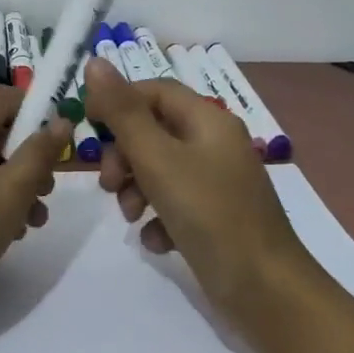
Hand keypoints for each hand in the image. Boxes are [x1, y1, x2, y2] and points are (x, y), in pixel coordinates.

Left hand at [0, 84, 72, 311]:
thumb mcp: (10, 195)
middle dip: (25, 158)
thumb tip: (60, 122)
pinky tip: (1, 232)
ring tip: (31, 223)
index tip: (56, 144)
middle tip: (46, 193)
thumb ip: (38, 154)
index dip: (34, 110)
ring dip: (9, 184)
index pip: (1, 96)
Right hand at [82, 57, 314, 326]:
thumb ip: (123, 113)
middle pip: (154, 132)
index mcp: (208, 121)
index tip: (87, 126)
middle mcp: (214, 145)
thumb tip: (95, 61)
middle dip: (124, 155)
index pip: (154, 91)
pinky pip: (174, 204)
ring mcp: (217, 183)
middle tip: (109, 184)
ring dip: (135, 189)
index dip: (118, 102)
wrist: (265, 291)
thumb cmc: (209, 215)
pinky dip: (157, 218)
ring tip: (131, 217)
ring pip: (159, 170)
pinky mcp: (215, 218)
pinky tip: (157, 242)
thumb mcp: (158, 159)